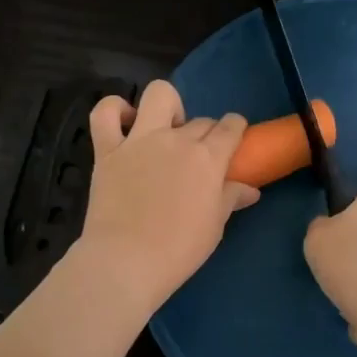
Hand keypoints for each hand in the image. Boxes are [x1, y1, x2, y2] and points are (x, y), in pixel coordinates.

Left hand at [77, 80, 258, 313]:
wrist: (126, 261)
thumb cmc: (179, 249)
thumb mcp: (214, 226)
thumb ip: (231, 198)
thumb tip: (251, 189)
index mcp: (208, 158)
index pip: (230, 127)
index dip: (235, 128)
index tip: (234, 136)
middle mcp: (176, 139)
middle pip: (200, 120)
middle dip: (206, 132)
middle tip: (199, 157)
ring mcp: (139, 140)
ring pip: (158, 95)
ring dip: (167, 106)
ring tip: (164, 128)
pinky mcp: (107, 150)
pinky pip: (105, 113)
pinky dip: (114, 109)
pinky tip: (124, 123)